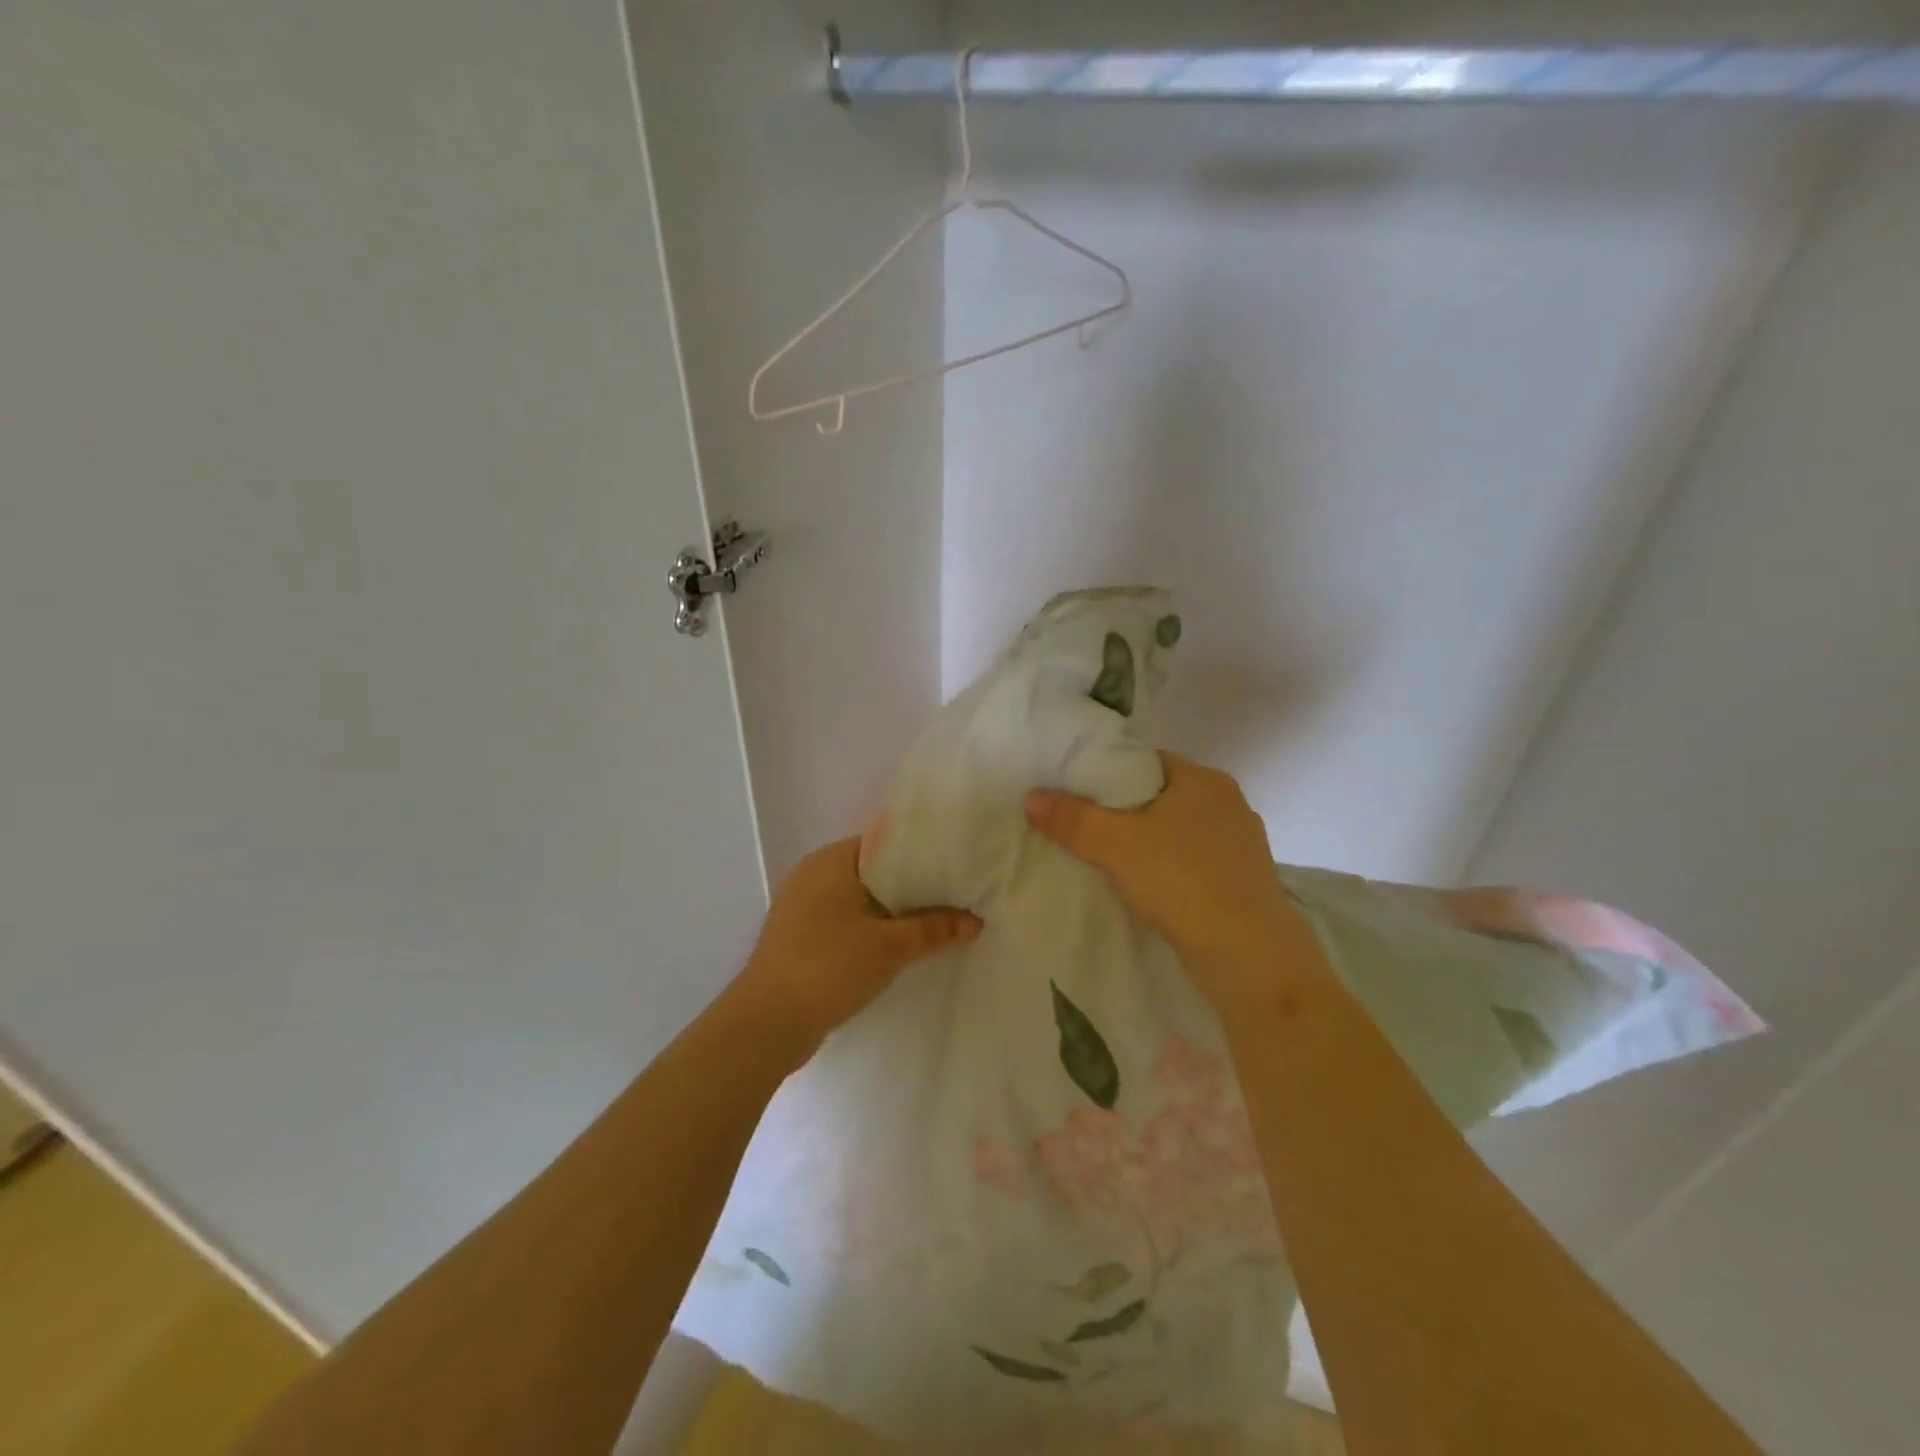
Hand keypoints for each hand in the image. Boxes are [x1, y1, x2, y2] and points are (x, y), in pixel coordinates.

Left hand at [732, 838, 980, 1058]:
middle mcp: (812, 874)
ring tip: (932, 923)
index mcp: (832, 859)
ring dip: (890, 912)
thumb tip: (975, 921)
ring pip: (858, 899)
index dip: (921, 854)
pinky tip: (896, 948)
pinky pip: (843, 922)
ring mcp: (800, 906)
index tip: (954, 867)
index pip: (885, 842)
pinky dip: (868, 930)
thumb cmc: (830, 966)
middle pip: (873, 871)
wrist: (767, 1023)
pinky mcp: (797, 937)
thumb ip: (935, 929)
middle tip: (952, 896)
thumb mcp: (891, 946)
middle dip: (910, 886)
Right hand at [1025, 754, 1319, 1010]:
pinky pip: (1194, 865)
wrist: (1250, 956)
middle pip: (1162, 797)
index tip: (1077, 793)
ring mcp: (1241, 845)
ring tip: (1108, 861)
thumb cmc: (1183, 881)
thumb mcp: (1116, 845)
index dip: (1109, 773)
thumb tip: (1031, 797)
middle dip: (1125, 812)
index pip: (1147, 761)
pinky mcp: (1244, 883)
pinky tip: (1147, 891)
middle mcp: (1229, 805)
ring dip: (1148, 845)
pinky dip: (1169, 871)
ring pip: (1179, 834)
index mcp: (1205, 780)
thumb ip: (1072, 819)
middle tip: (1084, 828)